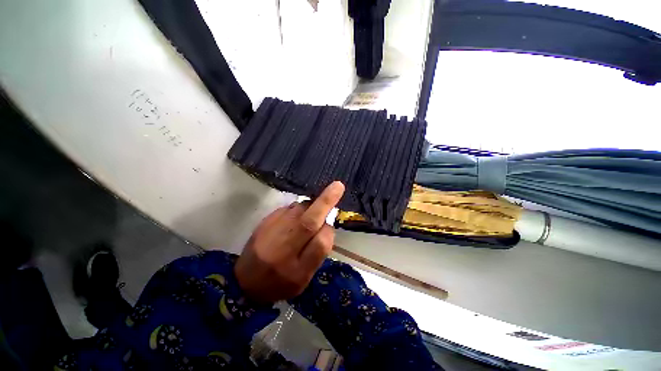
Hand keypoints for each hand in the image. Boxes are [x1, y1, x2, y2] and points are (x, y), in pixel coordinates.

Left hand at [235, 181, 344, 302]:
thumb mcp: (303, 279)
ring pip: (298, 210)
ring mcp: (271, 232)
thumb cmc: (279, 283)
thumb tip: (326, 226)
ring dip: (311, 206)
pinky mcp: (265, 221)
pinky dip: (299, 208)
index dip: (329, 232)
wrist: (244, 281)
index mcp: (295, 270)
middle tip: (337, 186)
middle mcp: (283, 249)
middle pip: (307, 222)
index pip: (320, 244)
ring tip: (312, 213)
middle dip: (325, 202)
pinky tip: (296, 217)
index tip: (330, 227)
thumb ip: (317, 253)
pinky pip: (289, 208)